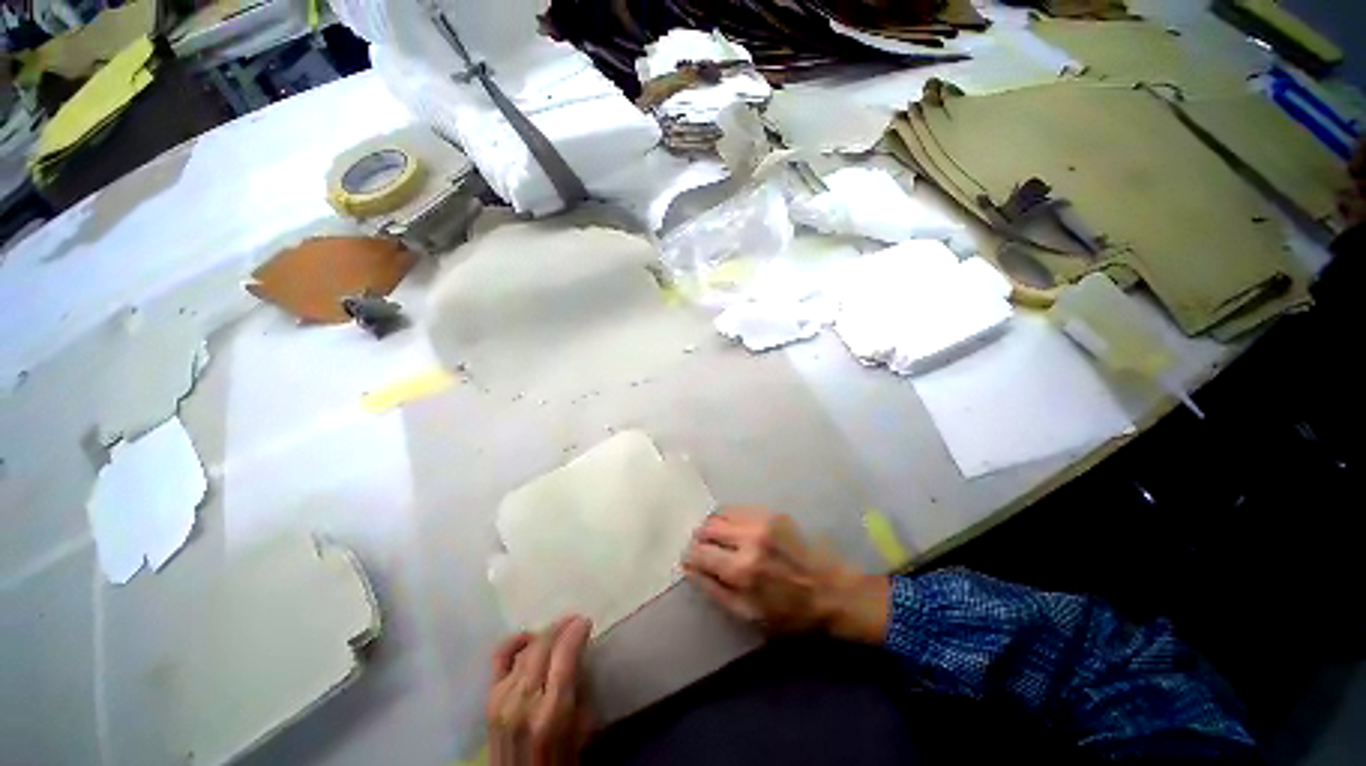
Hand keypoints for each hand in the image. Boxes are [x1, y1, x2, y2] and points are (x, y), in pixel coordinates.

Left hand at [487, 616, 592, 765]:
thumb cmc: (560, 759)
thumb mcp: (582, 728)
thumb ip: (581, 689)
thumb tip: (580, 654)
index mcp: (552, 712)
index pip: (564, 655)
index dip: (576, 632)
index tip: (586, 622)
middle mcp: (524, 700)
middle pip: (543, 646)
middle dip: (562, 626)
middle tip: (575, 621)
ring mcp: (503, 698)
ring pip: (526, 649)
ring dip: (545, 633)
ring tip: (559, 629)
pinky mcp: (489, 698)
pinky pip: (501, 657)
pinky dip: (516, 641)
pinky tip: (530, 637)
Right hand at [682, 507, 889, 642]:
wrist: (830, 590)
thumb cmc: (790, 613)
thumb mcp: (749, 615)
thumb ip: (715, 591)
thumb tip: (690, 570)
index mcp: (741, 570)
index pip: (698, 553)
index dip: (689, 557)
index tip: (689, 561)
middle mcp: (748, 539)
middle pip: (706, 528)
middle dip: (699, 540)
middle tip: (704, 551)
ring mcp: (761, 522)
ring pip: (720, 514)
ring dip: (713, 527)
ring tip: (718, 540)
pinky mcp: (772, 513)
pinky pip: (738, 509)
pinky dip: (729, 519)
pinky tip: (735, 531)